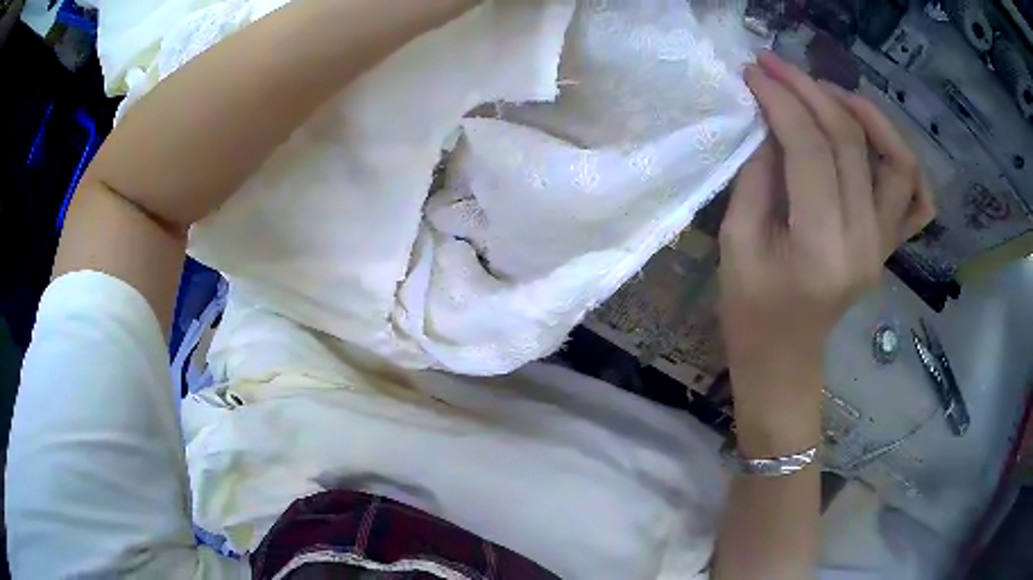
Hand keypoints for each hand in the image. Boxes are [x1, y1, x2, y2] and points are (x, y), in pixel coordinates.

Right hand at [719, 53, 934, 447]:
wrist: (784, 360)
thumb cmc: (750, 313)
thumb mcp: (736, 243)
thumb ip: (757, 175)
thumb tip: (770, 121)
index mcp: (821, 251)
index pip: (811, 151)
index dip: (782, 101)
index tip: (755, 71)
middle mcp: (865, 244)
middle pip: (851, 143)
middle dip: (811, 91)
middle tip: (778, 67)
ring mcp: (885, 245)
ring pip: (898, 162)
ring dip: (867, 114)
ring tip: (830, 93)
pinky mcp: (889, 245)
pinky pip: (917, 199)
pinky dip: (904, 160)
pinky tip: (876, 140)